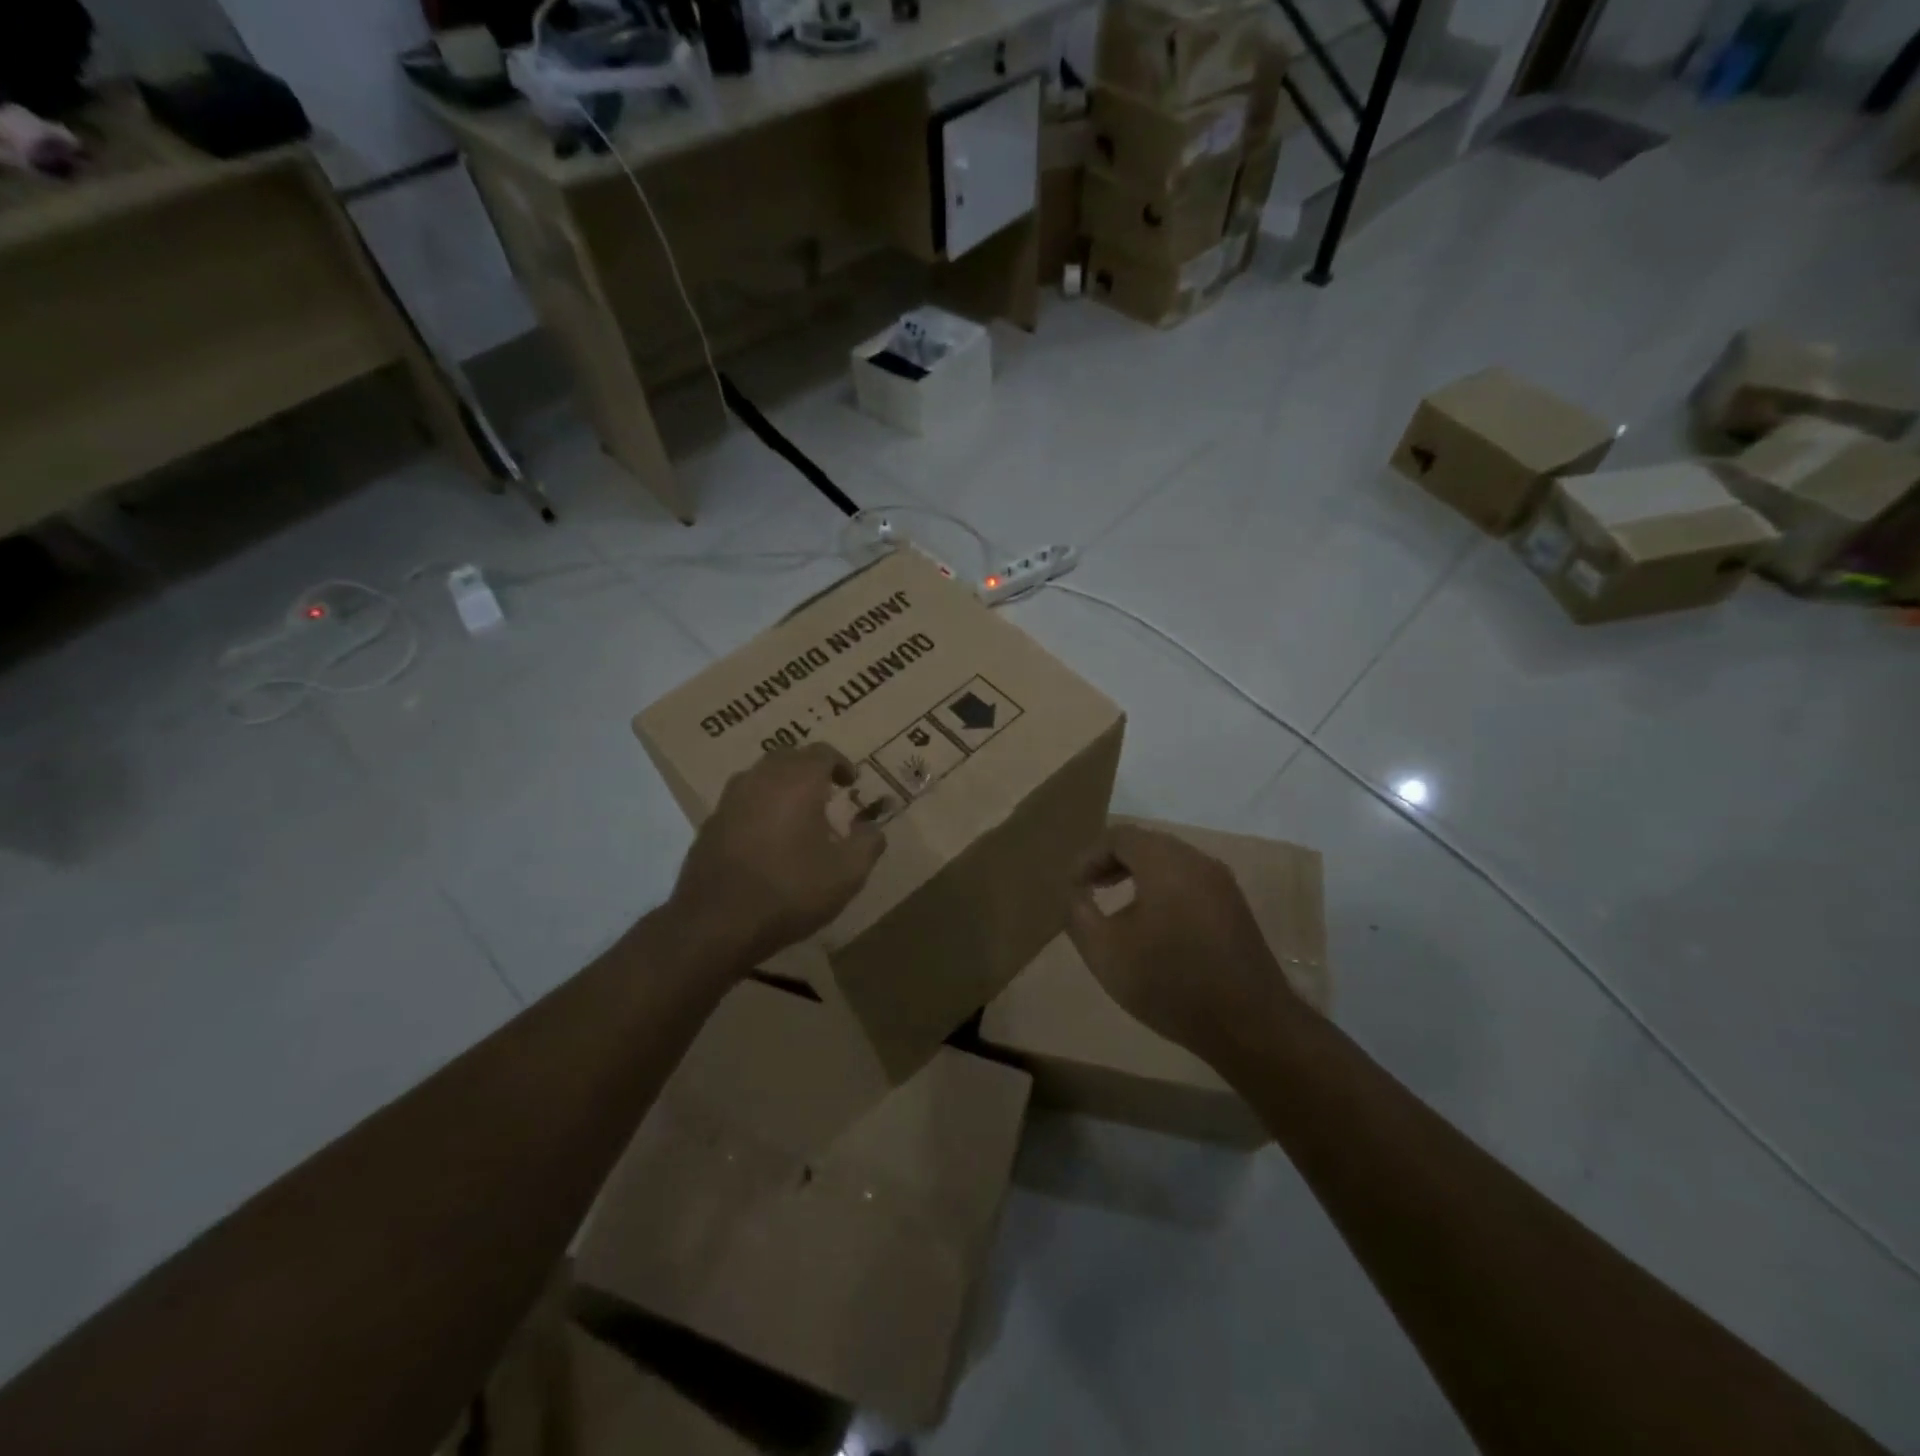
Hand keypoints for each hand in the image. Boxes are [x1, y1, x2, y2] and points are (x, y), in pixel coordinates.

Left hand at [666, 743, 888, 970]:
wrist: (716, 923)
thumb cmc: (789, 891)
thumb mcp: (846, 874)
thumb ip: (868, 844)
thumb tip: (874, 829)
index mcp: (797, 781)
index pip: (822, 753)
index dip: (841, 764)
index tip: (851, 784)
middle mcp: (761, 779)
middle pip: (789, 757)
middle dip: (810, 770)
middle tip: (827, 794)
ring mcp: (730, 800)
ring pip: (761, 777)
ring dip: (782, 787)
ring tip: (797, 815)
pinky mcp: (710, 824)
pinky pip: (742, 802)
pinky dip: (759, 808)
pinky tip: (767, 839)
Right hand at [1065, 824, 1294, 1057]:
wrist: (1249, 1025)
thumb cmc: (1169, 982)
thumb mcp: (1105, 952)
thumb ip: (1079, 914)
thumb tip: (1075, 894)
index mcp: (1165, 861)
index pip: (1119, 836)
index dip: (1089, 856)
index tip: (1072, 886)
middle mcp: (1197, 861)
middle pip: (1147, 844)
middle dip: (1113, 862)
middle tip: (1090, 889)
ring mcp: (1222, 884)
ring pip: (1171, 863)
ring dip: (1139, 875)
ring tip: (1118, 907)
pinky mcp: (1236, 909)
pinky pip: (1191, 882)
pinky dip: (1164, 890)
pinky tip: (1155, 926)